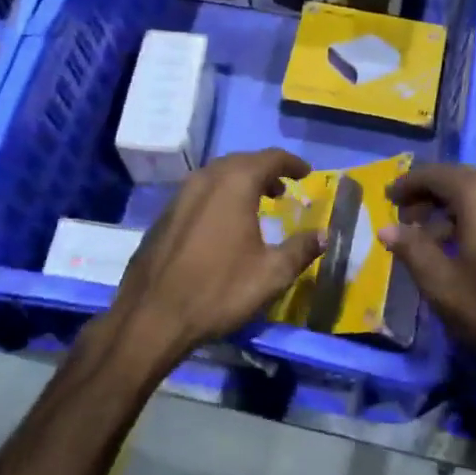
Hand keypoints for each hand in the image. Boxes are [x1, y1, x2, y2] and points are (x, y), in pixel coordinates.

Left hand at [99, 149, 323, 383]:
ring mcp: (179, 196)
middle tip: (283, 190)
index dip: (291, 163)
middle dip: (265, 171)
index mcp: (234, 184)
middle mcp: (205, 179)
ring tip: (257, 205)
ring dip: (240, 183)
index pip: (270, 158)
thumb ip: (301, 249)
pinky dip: (219, 197)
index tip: (306, 173)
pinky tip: (223, 224)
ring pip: (216, 176)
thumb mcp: (271, 274)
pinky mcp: (164, 216)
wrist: (151, 316)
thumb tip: (324, 235)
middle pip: (241, 161)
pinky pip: (199, 193)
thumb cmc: (218, 290)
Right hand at [380, 164, 475, 414]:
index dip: (408, 184)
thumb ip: (413, 250)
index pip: (435, 174)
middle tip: (408, 222)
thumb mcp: (445, 287)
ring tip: (436, 241)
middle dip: (431, 197)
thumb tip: (387, 228)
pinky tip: (473, 251)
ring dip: (456, 210)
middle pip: (462, 180)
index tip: (388, 199)